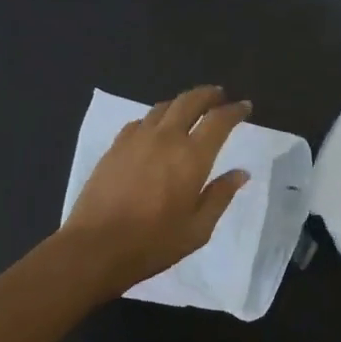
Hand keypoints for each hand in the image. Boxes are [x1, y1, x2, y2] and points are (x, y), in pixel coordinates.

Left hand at [63, 86, 251, 293]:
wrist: (96, 246)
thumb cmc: (153, 243)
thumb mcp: (198, 229)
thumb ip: (220, 196)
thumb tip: (240, 173)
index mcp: (192, 157)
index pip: (219, 121)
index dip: (234, 110)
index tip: (245, 106)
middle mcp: (165, 138)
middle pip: (189, 101)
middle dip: (208, 95)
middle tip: (219, 96)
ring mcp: (136, 139)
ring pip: (163, 107)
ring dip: (181, 103)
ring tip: (190, 110)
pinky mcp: (115, 147)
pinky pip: (140, 121)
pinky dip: (155, 119)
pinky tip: (156, 130)